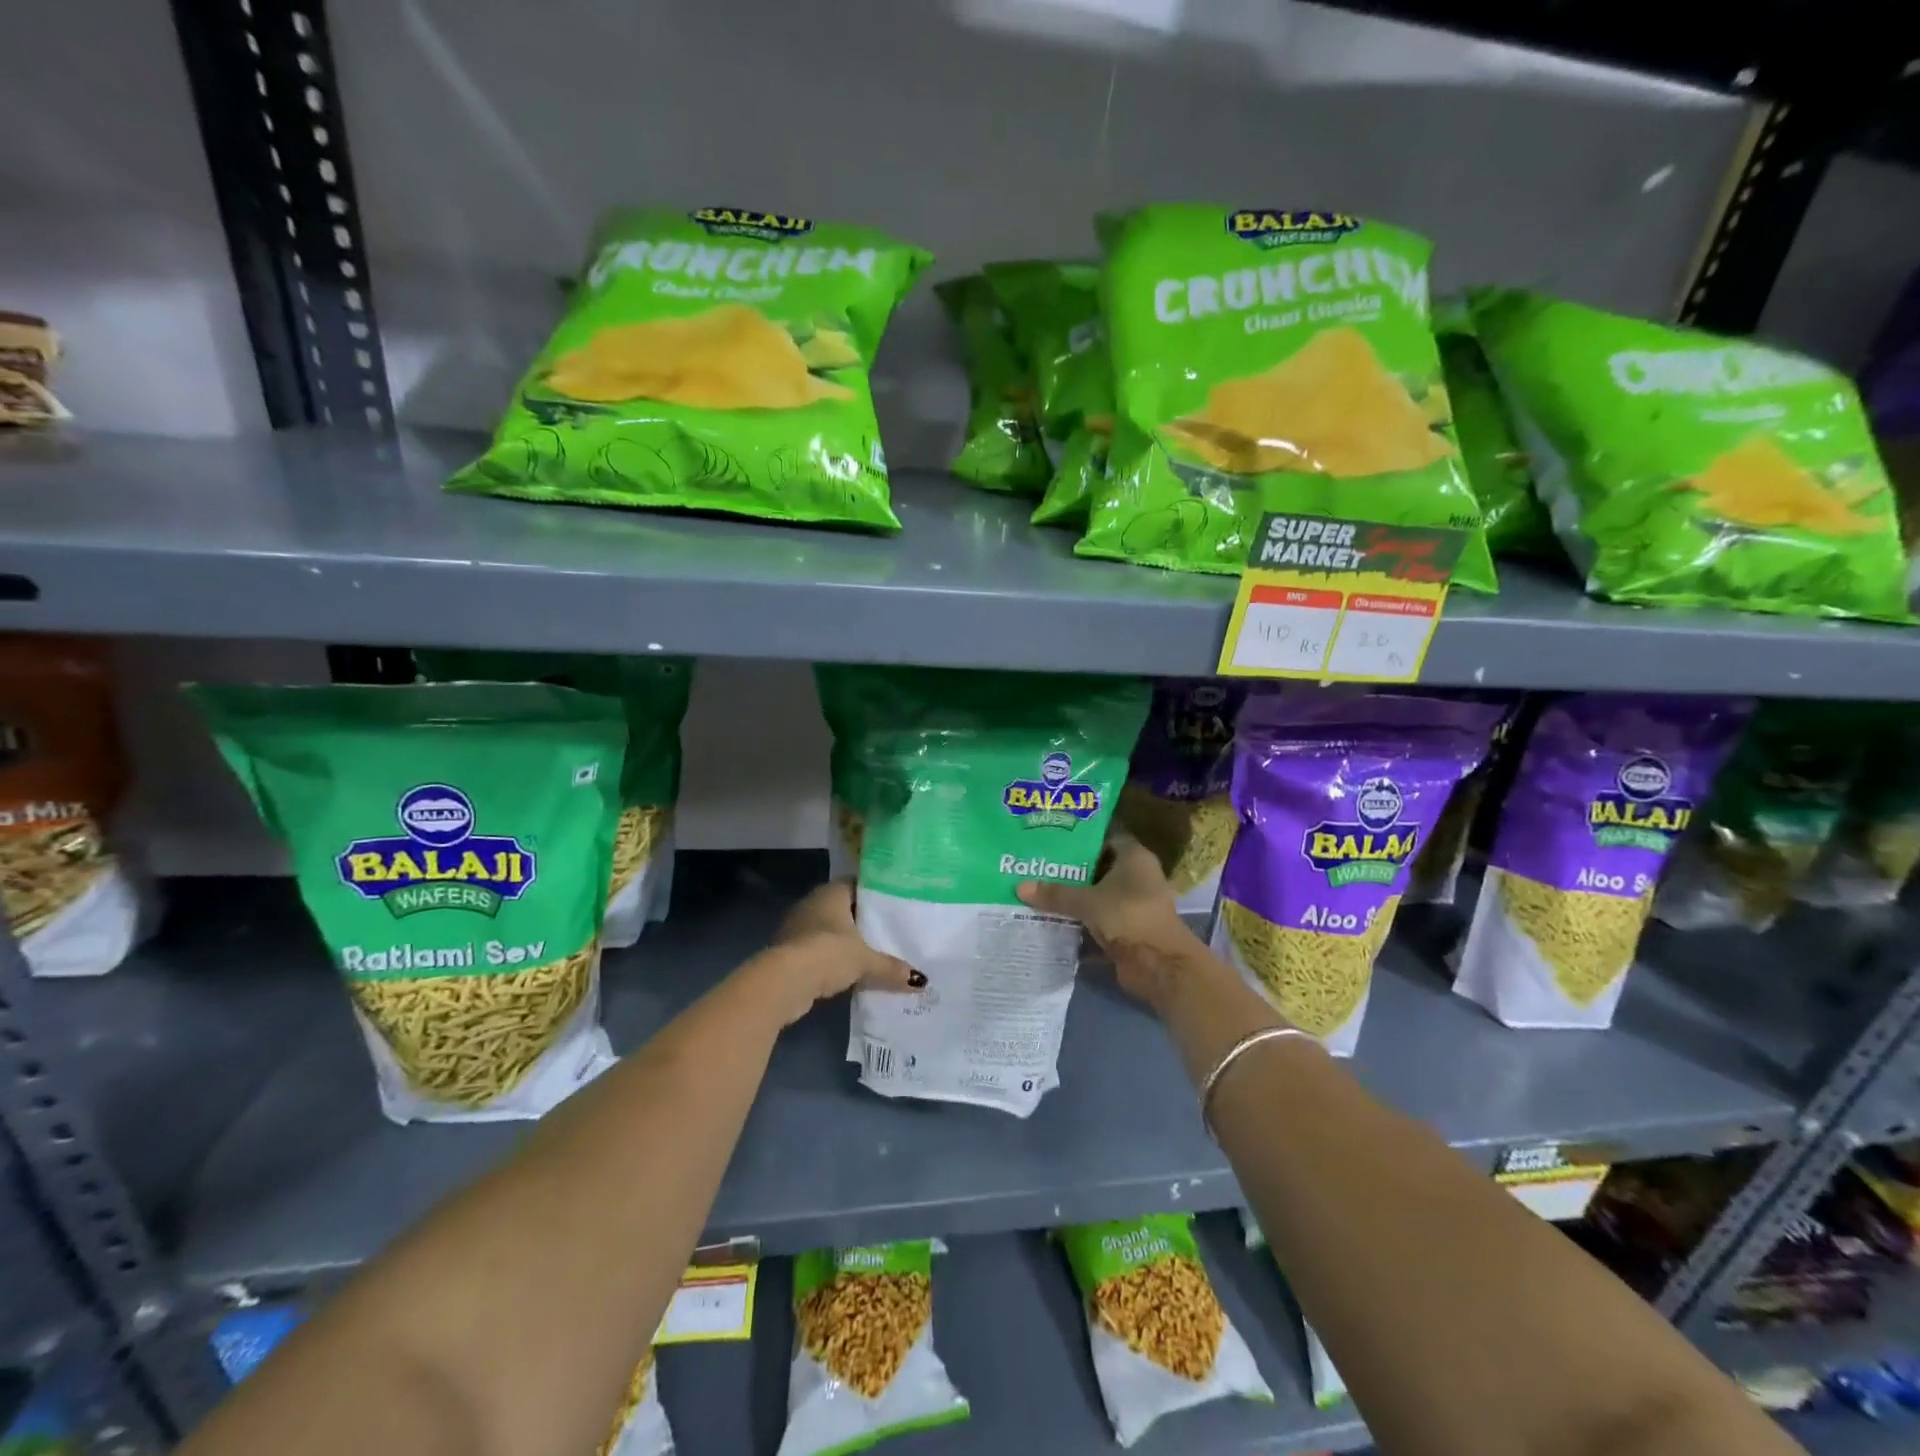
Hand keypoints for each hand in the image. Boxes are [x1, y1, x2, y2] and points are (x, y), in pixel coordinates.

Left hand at [749, 880, 919, 1026]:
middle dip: (860, 920)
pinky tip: (845, 971)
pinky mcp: (787, 950)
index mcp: (831, 893)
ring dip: (843, 941)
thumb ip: (890, 967)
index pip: (856, 884)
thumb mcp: (865, 961)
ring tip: (869, 953)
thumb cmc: (827, 953)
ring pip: (827, 929)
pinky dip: (829, 958)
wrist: (784, 981)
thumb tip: (920, 980)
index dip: (874, 894)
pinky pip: (815, 949)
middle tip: (886, 931)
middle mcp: (812, 903)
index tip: (892, 905)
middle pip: (842, 907)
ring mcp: (796, 926)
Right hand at [1016, 829, 1197, 973]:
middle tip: (1036, 865)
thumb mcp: (1088, 902)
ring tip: (1037, 891)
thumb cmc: (1128, 917)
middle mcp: (1137, 877)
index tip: (1051, 840)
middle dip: (1069, 870)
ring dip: (1073, 898)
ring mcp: (1133, 905)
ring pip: (1097, 896)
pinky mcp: (1127, 930)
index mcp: (1134, 858)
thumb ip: (1056, 894)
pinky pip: (1098, 920)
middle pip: (1098, 868)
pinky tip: (1051, 919)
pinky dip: (1080, 922)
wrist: (1160, 966)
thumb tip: (1020, 887)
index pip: (1104, 838)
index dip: (1080, 838)